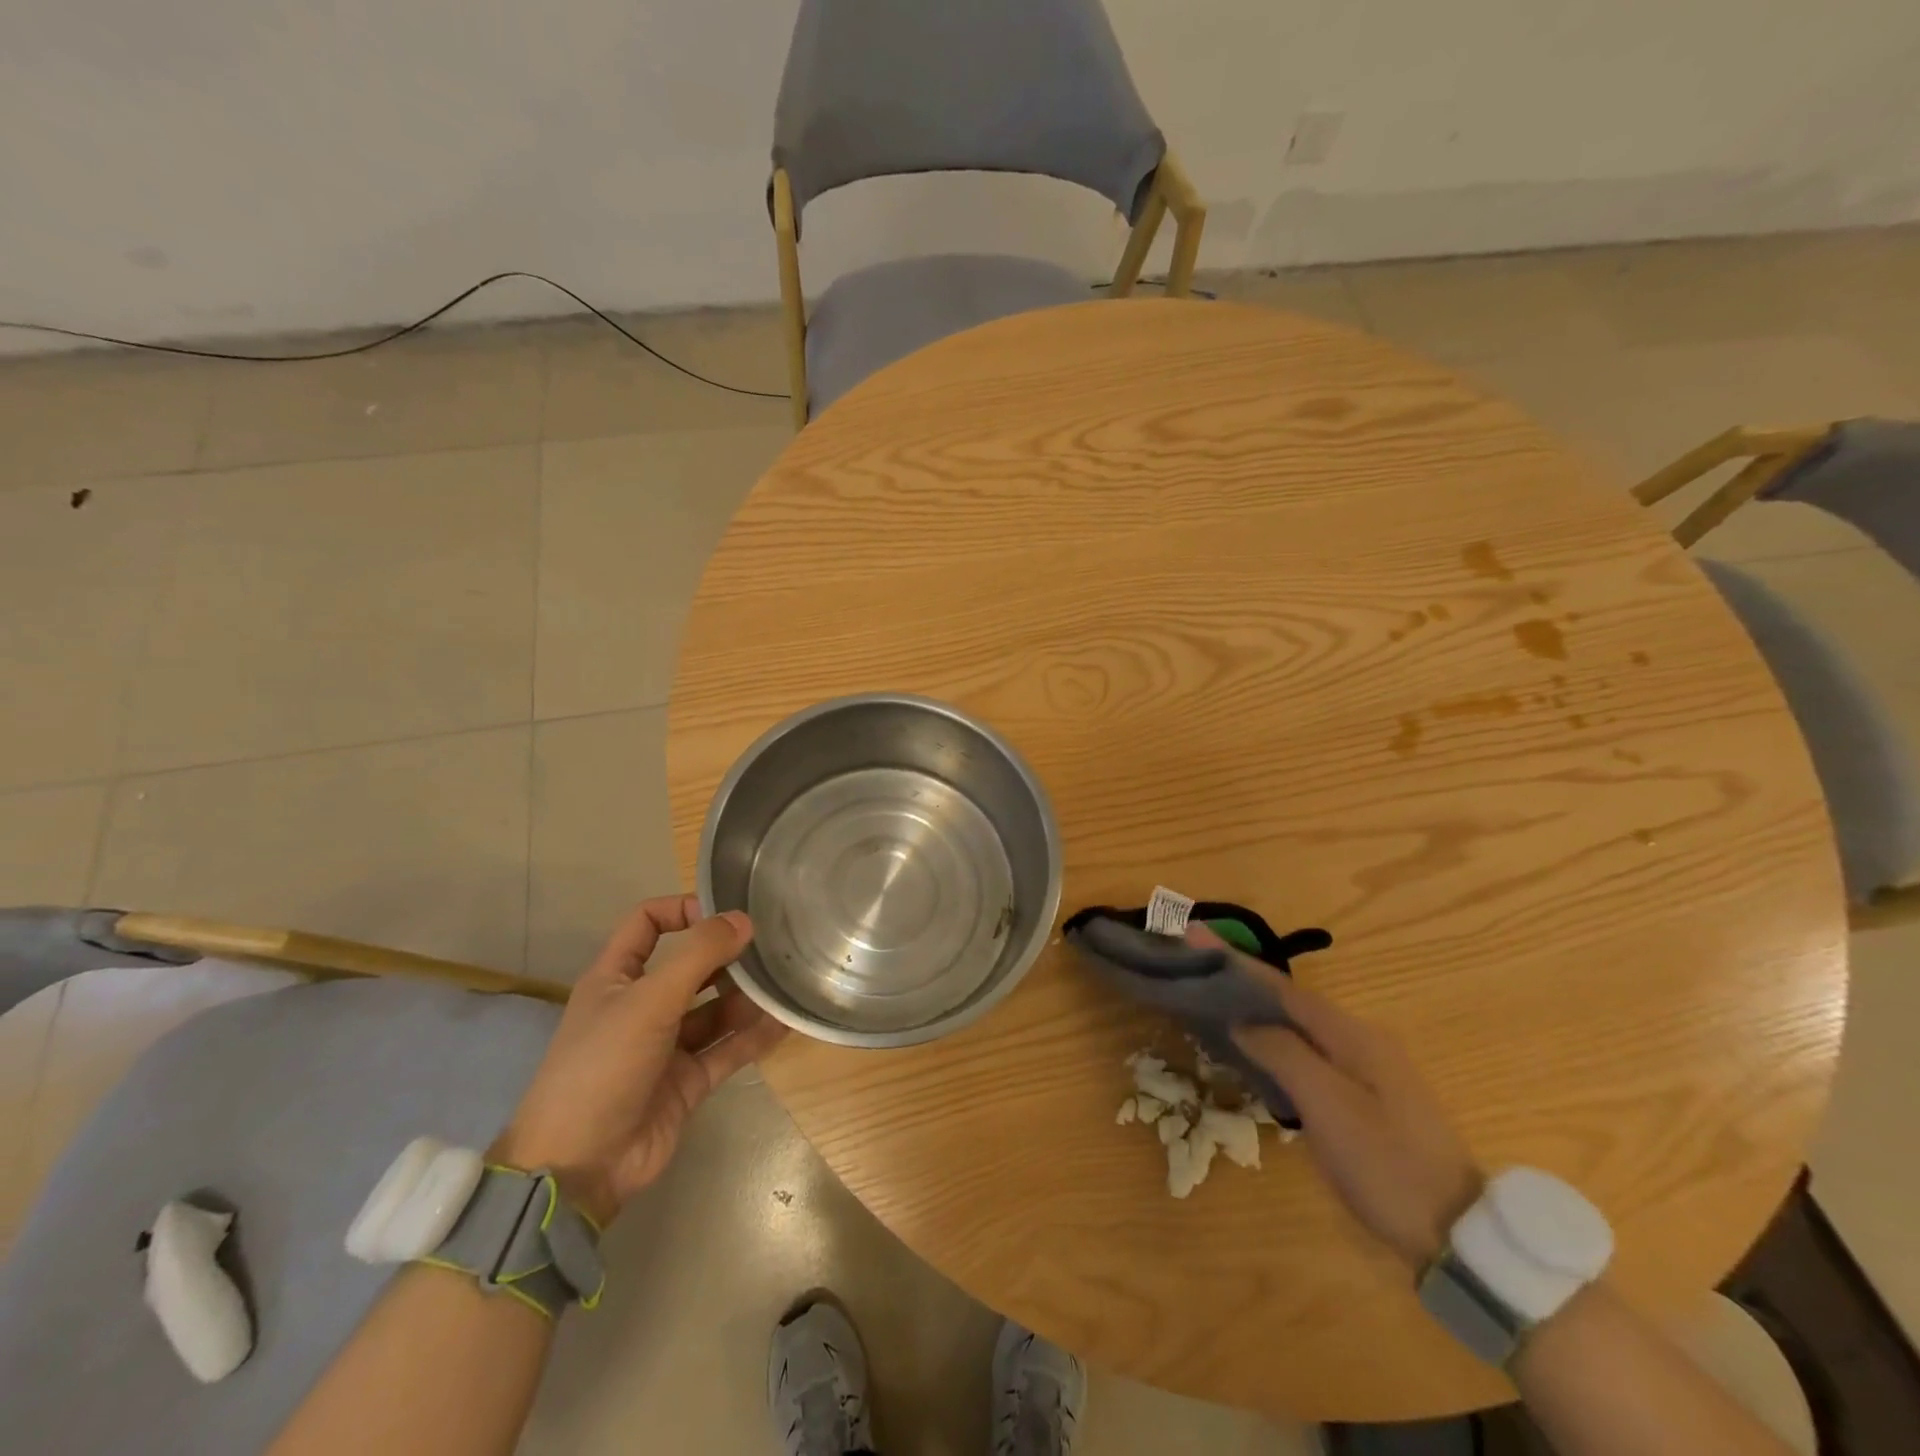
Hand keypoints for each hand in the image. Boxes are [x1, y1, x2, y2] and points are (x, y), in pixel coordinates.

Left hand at [491, 896, 785, 1226]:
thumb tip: (743, 919)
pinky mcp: (688, 1080)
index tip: (724, 913)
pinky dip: (753, 1036)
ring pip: (714, 1009)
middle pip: (691, 966)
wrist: (580, 1167)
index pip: (647, 924)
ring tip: (783, 984)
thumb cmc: (603, 1067)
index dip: (682, 909)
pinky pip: (728, 1049)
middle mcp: (642, 1005)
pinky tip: (784, 1023)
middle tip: (771, 947)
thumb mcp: (649, 1001)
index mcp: (617, 978)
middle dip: (727, 955)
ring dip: (746, 997)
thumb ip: (698, 955)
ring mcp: (666, 1045)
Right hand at [1187, 924, 1483, 1270]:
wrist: (1457, 1236)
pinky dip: (1269, 1035)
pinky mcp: (1361, 1095)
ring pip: (1294, 1024)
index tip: (1193, 933)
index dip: (1234, 960)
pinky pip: (1303, 1048)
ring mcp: (1363, 1068)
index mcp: (1352, 1035)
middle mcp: (1358, 1040)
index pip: (1280, 986)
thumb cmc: (1389, 1167)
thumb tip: (1241, 1020)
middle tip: (1192, 960)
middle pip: (1287, 999)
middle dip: (1240, 975)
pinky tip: (1249, 1039)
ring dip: (1252, 1003)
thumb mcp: (1331, 1108)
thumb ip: (1284, 1054)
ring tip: (1209, 990)